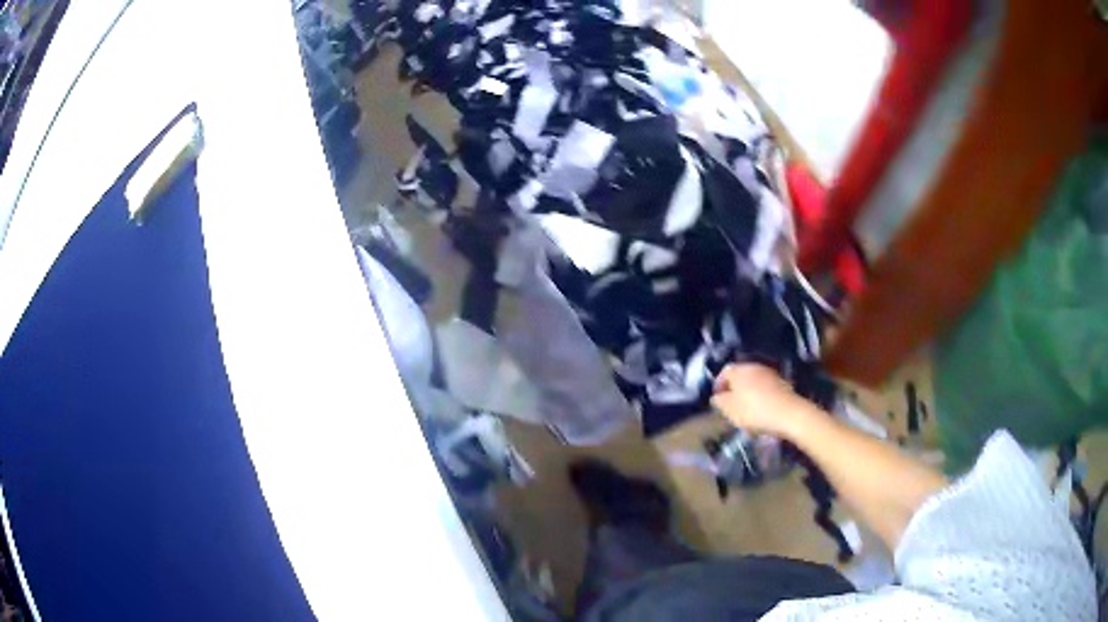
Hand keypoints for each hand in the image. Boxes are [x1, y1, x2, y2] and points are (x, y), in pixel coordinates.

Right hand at [710, 364, 810, 437]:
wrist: (789, 414)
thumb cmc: (754, 411)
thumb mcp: (730, 410)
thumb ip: (719, 401)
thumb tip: (717, 397)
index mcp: (739, 370)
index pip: (724, 373)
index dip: (718, 386)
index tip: (717, 402)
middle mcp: (754, 367)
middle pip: (740, 378)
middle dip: (734, 392)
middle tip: (731, 409)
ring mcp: (769, 374)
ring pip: (753, 384)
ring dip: (748, 396)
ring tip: (747, 414)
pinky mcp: (781, 383)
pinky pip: (765, 390)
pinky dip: (761, 399)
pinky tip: (762, 413)